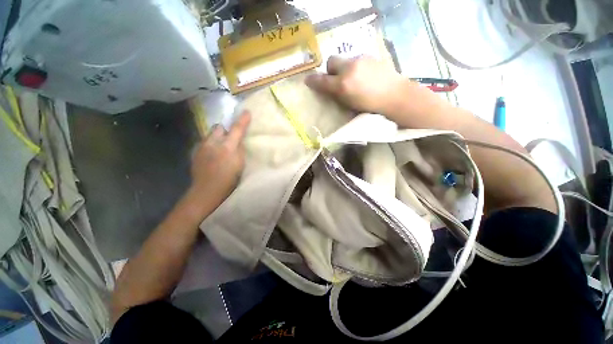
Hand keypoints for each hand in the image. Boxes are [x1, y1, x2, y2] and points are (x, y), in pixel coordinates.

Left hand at [188, 111, 251, 211]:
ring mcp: (202, 147)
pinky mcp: (196, 152)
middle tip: (230, 138)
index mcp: (227, 147)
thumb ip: (240, 150)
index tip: (246, 112)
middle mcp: (213, 143)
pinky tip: (213, 156)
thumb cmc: (228, 179)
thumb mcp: (240, 164)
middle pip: (218, 128)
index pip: (237, 130)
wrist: (206, 190)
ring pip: (210, 135)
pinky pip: (205, 143)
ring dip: (217, 138)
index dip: (242, 121)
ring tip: (220, 148)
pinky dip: (210, 145)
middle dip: (225, 130)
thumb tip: (238, 142)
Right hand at [305, 56, 446, 126]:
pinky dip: (355, 67)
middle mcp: (349, 69)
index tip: (308, 81)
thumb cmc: (372, 109)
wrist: (397, 98)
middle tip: (335, 80)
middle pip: (331, 61)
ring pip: (344, 60)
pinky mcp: (371, 57)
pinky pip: (356, 60)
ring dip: (343, 69)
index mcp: (343, 85)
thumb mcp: (350, 107)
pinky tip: (363, 77)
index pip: (322, 80)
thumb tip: (330, 92)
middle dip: (330, 70)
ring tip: (352, 80)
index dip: (313, 81)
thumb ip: (337, 97)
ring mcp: (361, 60)